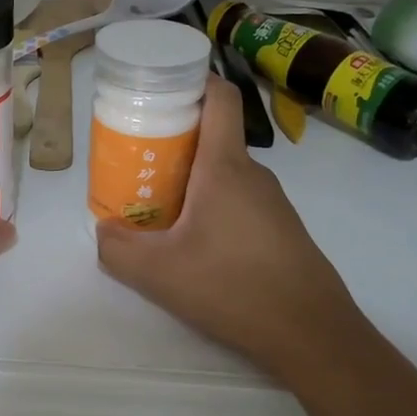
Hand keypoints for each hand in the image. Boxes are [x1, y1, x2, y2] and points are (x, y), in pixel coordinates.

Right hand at [96, 77, 364, 367]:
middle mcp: (252, 174)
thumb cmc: (234, 288)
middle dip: (172, 137)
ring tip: (155, 202)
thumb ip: (117, 249)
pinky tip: (192, 241)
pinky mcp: (280, 229)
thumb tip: (102, 231)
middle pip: (212, 136)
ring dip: (189, 177)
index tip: (158, 86)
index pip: (219, 98)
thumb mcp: (158, 274)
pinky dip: (210, 203)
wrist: (314, 336)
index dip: (192, 79)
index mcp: (224, 167)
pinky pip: (238, 199)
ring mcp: (272, 202)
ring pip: (223, 172)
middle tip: (135, 156)